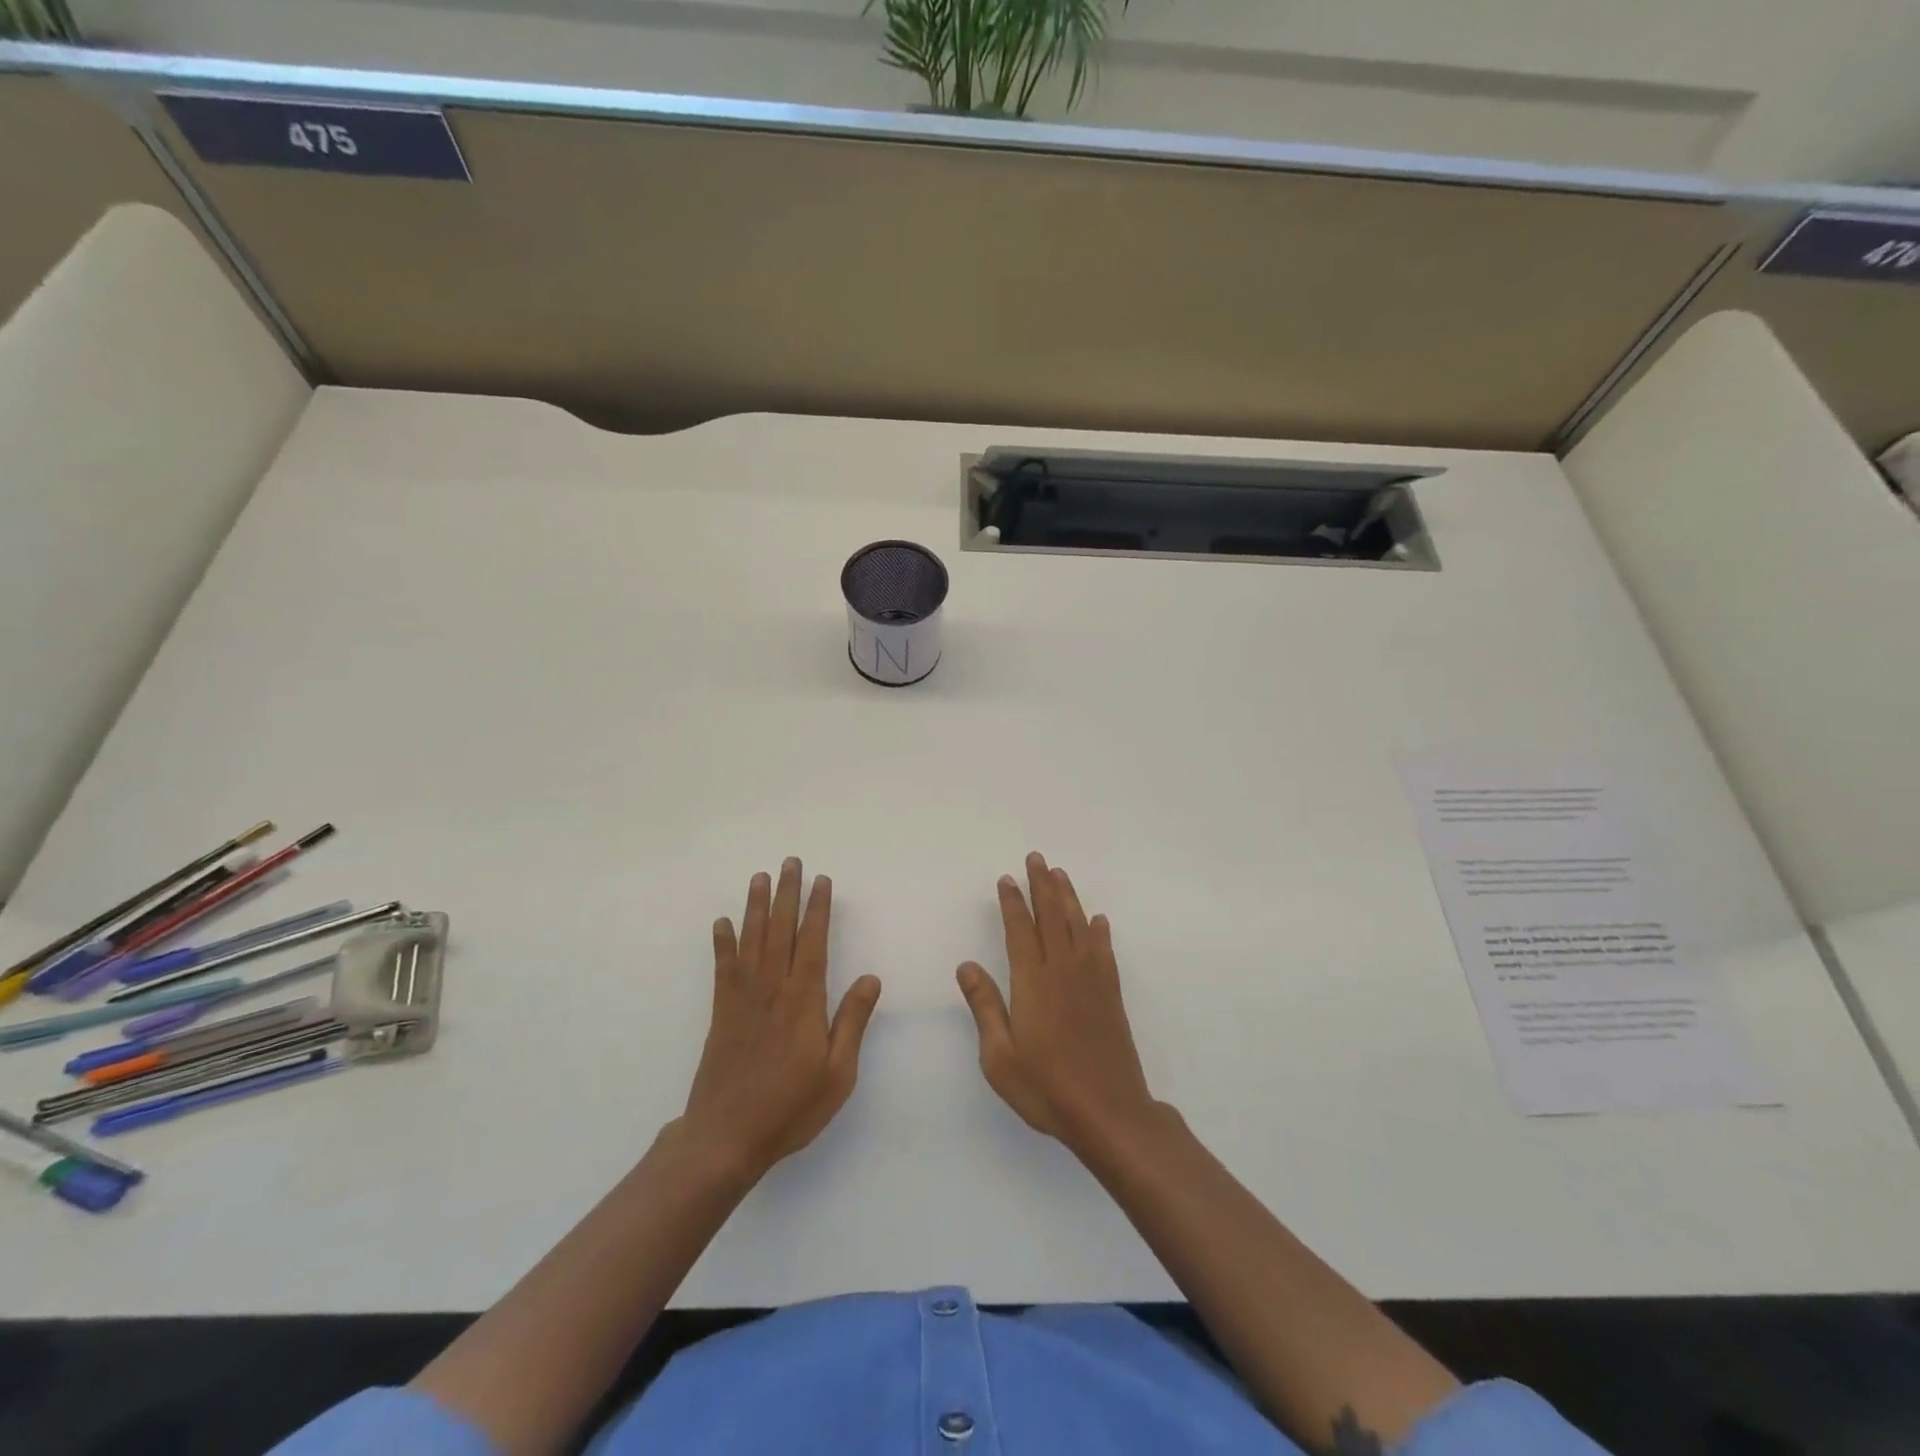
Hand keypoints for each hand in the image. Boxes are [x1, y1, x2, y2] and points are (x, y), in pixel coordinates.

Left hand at [684, 859, 882, 1177]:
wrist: (726, 1137)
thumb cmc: (790, 1107)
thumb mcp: (838, 1073)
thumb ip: (852, 1021)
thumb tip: (871, 978)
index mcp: (804, 1000)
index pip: (813, 942)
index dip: (817, 909)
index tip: (822, 881)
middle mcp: (772, 989)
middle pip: (780, 931)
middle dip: (787, 894)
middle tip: (790, 862)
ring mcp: (742, 999)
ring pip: (751, 940)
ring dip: (756, 906)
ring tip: (760, 877)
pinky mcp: (721, 1013)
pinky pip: (723, 968)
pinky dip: (723, 943)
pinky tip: (722, 922)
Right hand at [957, 853, 1160, 1155]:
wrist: (1109, 1112)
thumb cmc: (1046, 1087)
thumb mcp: (999, 1056)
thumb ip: (984, 1006)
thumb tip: (966, 965)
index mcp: (1033, 983)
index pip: (1020, 931)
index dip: (1012, 903)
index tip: (1006, 879)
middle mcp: (1063, 971)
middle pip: (1051, 917)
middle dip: (1041, 885)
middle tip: (1036, 858)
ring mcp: (1092, 981)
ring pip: (1079, 926)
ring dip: (1068, 898)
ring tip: (1060, 874)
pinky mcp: (1111, 995)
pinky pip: (1104, 951)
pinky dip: (1099, 932)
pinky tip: (1098, 920)